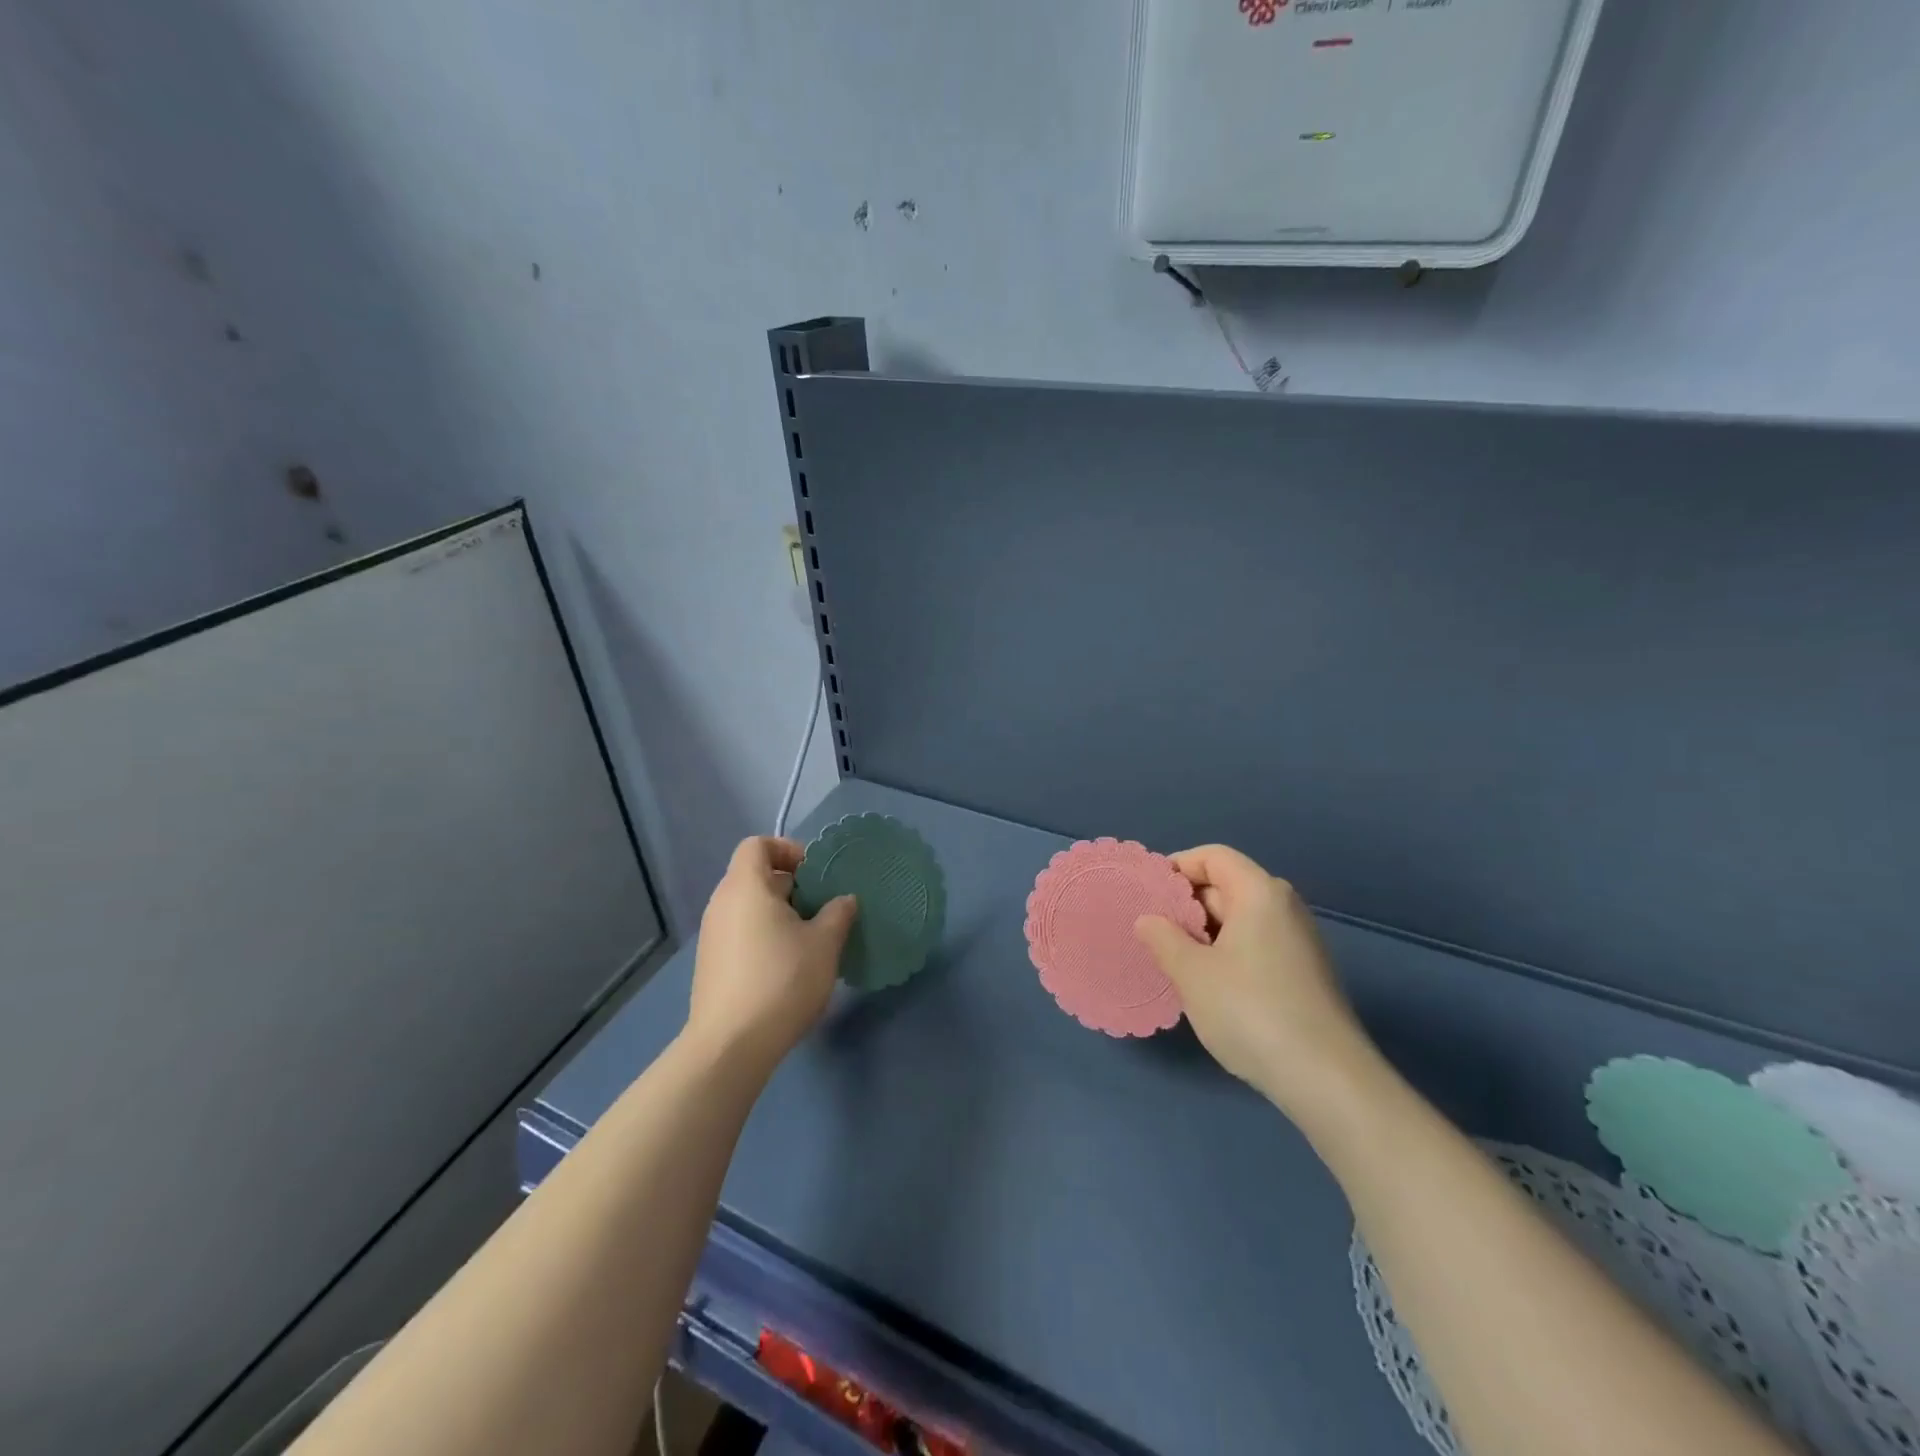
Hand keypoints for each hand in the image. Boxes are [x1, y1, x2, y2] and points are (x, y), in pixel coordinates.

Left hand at [685, 836, 857, 1071]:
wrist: (730, 1046)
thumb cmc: (781, 981)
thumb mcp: (824, 944)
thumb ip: (838, 913)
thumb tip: (844, 900)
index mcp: (746, 887)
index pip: (758, 845)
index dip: (787, 850)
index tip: (814, 874)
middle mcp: (722, 904)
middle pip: (754, 876)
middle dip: (791, 886)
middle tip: (821, 908)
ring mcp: (712, 936)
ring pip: (749, 907)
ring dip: (780, 914)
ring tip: (810, 940)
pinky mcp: (711, 965)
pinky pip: (740, 932)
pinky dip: (764, 936)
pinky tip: (787, 967)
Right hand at [1134, 845, 1375, 1120]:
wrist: (1327, 1079)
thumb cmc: (1251, 1011)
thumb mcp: (1193, 973)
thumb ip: (1163, 938)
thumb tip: (1148, 920)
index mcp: (1259, 893)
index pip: (1213, 857)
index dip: (1177, 867)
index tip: (1147, 894)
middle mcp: (1283, 908)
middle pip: (1226, 886)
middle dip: (1186, 903)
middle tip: (1149, 929)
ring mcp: (1298, 942)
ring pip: (1239, 920)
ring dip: (1202, 932)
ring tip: (1170, 958)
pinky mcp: (1303, 974)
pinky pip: (1254, 945)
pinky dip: (1225, 953)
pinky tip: (1205, 985)